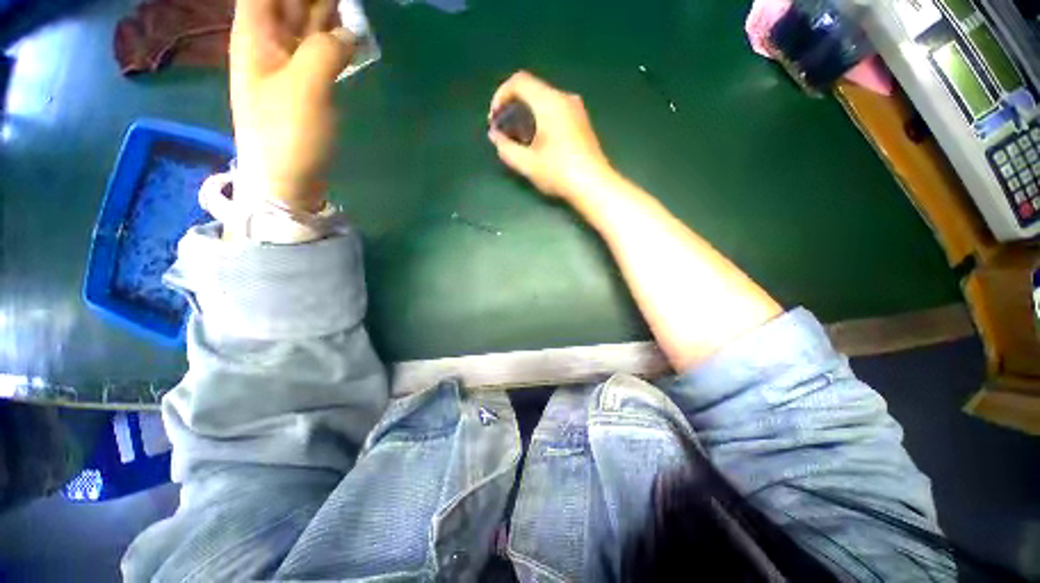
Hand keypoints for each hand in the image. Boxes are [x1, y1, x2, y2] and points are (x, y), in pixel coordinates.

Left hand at [230, 0, 354, 211]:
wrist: (286, 180)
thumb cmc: (287, 135)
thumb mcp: (305, 87)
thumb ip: (326, 50)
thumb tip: (349, 34)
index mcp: (255, 34)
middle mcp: (268, 42)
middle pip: (288, 3)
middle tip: (347, 4)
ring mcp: (286, 64)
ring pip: (305, 23)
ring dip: (327, 13)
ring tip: (352, 10)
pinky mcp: (304, 85)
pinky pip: (319, 50)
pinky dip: (334, 41)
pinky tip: (351, 36)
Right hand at [488, 71, 614, 201]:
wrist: (593, 185)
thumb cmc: (559, 172)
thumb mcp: (527, 163)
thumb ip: (506, 147)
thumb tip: (495, 136)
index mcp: (549, 102)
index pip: (519, 81)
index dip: (500, 95)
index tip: (494, 119)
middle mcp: (564, 98)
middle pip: (532, 90)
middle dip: (513, 106)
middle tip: (504, 130)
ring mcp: (576, 110)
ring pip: (544, 101)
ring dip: (527, 114)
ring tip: (519, 138)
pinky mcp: (582, 122)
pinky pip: (556, 111)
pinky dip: (541, 119)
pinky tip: (538, 142)